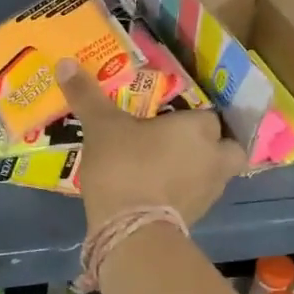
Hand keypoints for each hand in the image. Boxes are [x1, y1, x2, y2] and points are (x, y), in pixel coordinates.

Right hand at [57, 58, 244, 228]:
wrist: (131, 230)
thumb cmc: (124, 166)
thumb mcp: (101, 126)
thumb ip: (87, 95)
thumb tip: (65, 63)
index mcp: (199, 129)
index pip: (209, 114)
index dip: (192, 114)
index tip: (171, 114)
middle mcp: (214, 157)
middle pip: (228, 147)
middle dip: (214, 144)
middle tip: (185, 141)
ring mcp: (210, 192)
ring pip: (216, 173)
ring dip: (200, 169)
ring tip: (170, 165)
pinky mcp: (197, 218)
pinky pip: (198, 196)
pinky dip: (185, 192)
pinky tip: (160, 189)